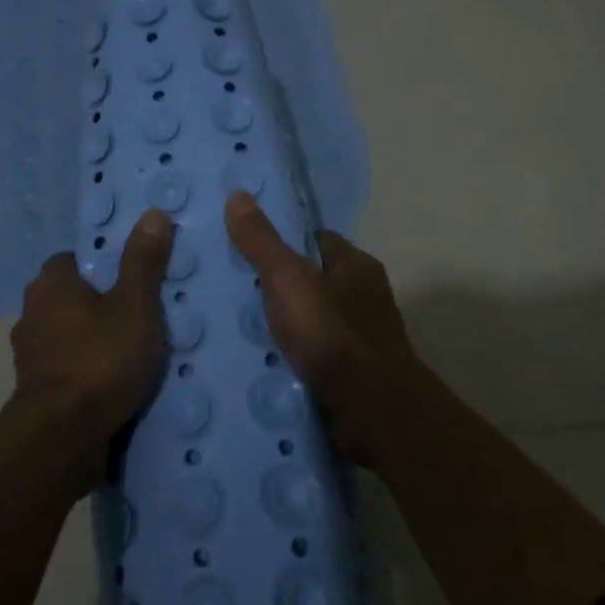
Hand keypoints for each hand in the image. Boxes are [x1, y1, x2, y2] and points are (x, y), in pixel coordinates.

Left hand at [6, 209, 174, 497]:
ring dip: (90, 341)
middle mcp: (31, 313)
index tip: (132, 282)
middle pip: (69, 298)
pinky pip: (65, 368)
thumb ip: (143, 261)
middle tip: (138, 316)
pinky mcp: (34, 391)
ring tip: (129, 354)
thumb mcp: (135, 305)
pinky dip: (84, 371)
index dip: (102, 266)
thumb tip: (152, 213)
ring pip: (66, 335)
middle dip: (98, 305)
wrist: (63, 436)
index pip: (73, 259)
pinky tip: (111, 384)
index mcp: (50, 284)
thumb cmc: (101, 359)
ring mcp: (28, 355)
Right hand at [224, 192, 420, 468]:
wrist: (371, 410)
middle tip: (233, 291)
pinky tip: (263, 363)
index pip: (316, 241)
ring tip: (237, 328)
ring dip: (285, 327)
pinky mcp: (352, 374)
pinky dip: (293, 358)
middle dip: (279, 288)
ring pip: (313, 321)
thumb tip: (237, 194)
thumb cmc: (331, 334)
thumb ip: (261, 242)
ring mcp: (361, 339)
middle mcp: (365, 298)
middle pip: (313, 282)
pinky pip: (315, 356)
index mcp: (357, 266)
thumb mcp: (288, 280)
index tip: (247, 249)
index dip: (284, 242)